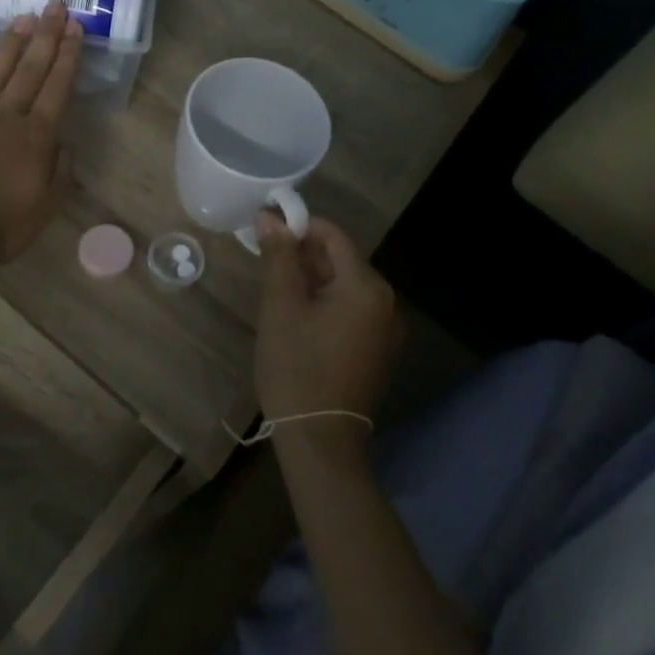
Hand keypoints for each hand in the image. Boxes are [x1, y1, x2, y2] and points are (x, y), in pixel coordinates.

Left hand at [0, 2, 82, 265]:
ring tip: (23, 18)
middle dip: (46, 36)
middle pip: (30, 70)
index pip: (57, 88)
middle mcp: (6, 117)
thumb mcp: (44, 208)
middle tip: (56, 5)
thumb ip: (60, 173)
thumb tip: (64, 145)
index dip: (69, 56)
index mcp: (36, 136)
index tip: (77, 27)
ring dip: (11, 44)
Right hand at [254, 213, 402, 428]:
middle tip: (267, 262)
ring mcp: (386, 329)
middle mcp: (387, 302)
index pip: (333, 236)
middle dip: (304, 255)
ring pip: (345, 287)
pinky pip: (352, 311)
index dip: (300, 226)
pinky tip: (299, 317)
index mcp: (367, 287)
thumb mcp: (280, 306)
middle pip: (342, 261)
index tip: (267, 230)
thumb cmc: (296, 366)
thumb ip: (279, 256)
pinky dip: (326, 304)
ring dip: (313, 280)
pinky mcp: (378, 350)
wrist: (319, 437)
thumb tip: (270, 217)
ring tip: (277, 289)